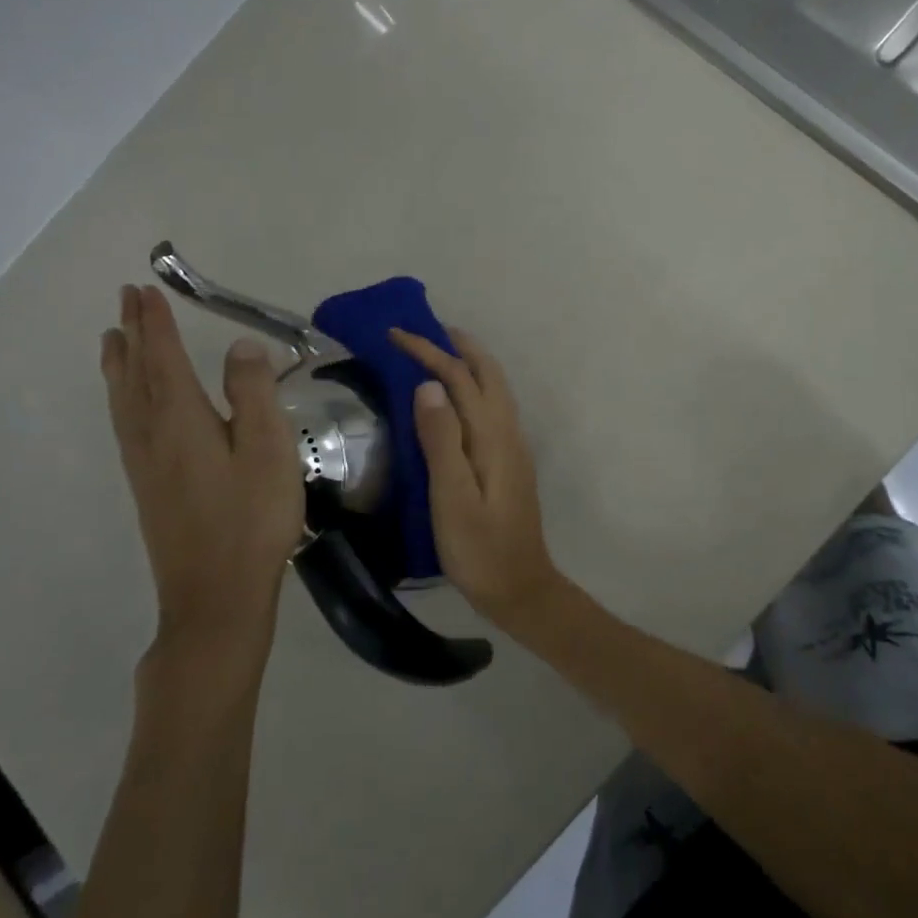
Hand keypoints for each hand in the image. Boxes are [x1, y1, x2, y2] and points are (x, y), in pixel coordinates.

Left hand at [102, 286, 305, 651]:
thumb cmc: (251, 518)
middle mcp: (153, 436)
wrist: (216, 596)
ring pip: (124, 401)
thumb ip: (254, 393)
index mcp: (182, 421)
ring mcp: (145, 464)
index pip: (164, 359)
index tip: (146, 290)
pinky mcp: (148, 487)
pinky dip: (121, 397)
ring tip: (113, 339)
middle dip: (132, 335)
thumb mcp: (268, 449)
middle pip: (136, 375)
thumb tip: (240, 346)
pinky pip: (126, 423)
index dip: (156, 324)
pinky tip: (128, 404)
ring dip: (120, 364)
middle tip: (125, 300)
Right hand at [390, 327, 560, 627]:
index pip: (460, 378)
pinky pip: (492, 406)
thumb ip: (442, 439)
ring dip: (469, 363)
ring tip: (438, 353)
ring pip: (494, 387)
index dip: (429, 352)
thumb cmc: (479, 548)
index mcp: (492, 436)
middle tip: (424, 331)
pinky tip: (455, 400)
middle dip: (457, 346)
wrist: (520, 587)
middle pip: (487, 373)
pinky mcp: (509, 460)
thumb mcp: (452, 497)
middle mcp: (507, 431)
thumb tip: (429, 385)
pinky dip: (473, 386)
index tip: (396, 334)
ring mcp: (512, 445)